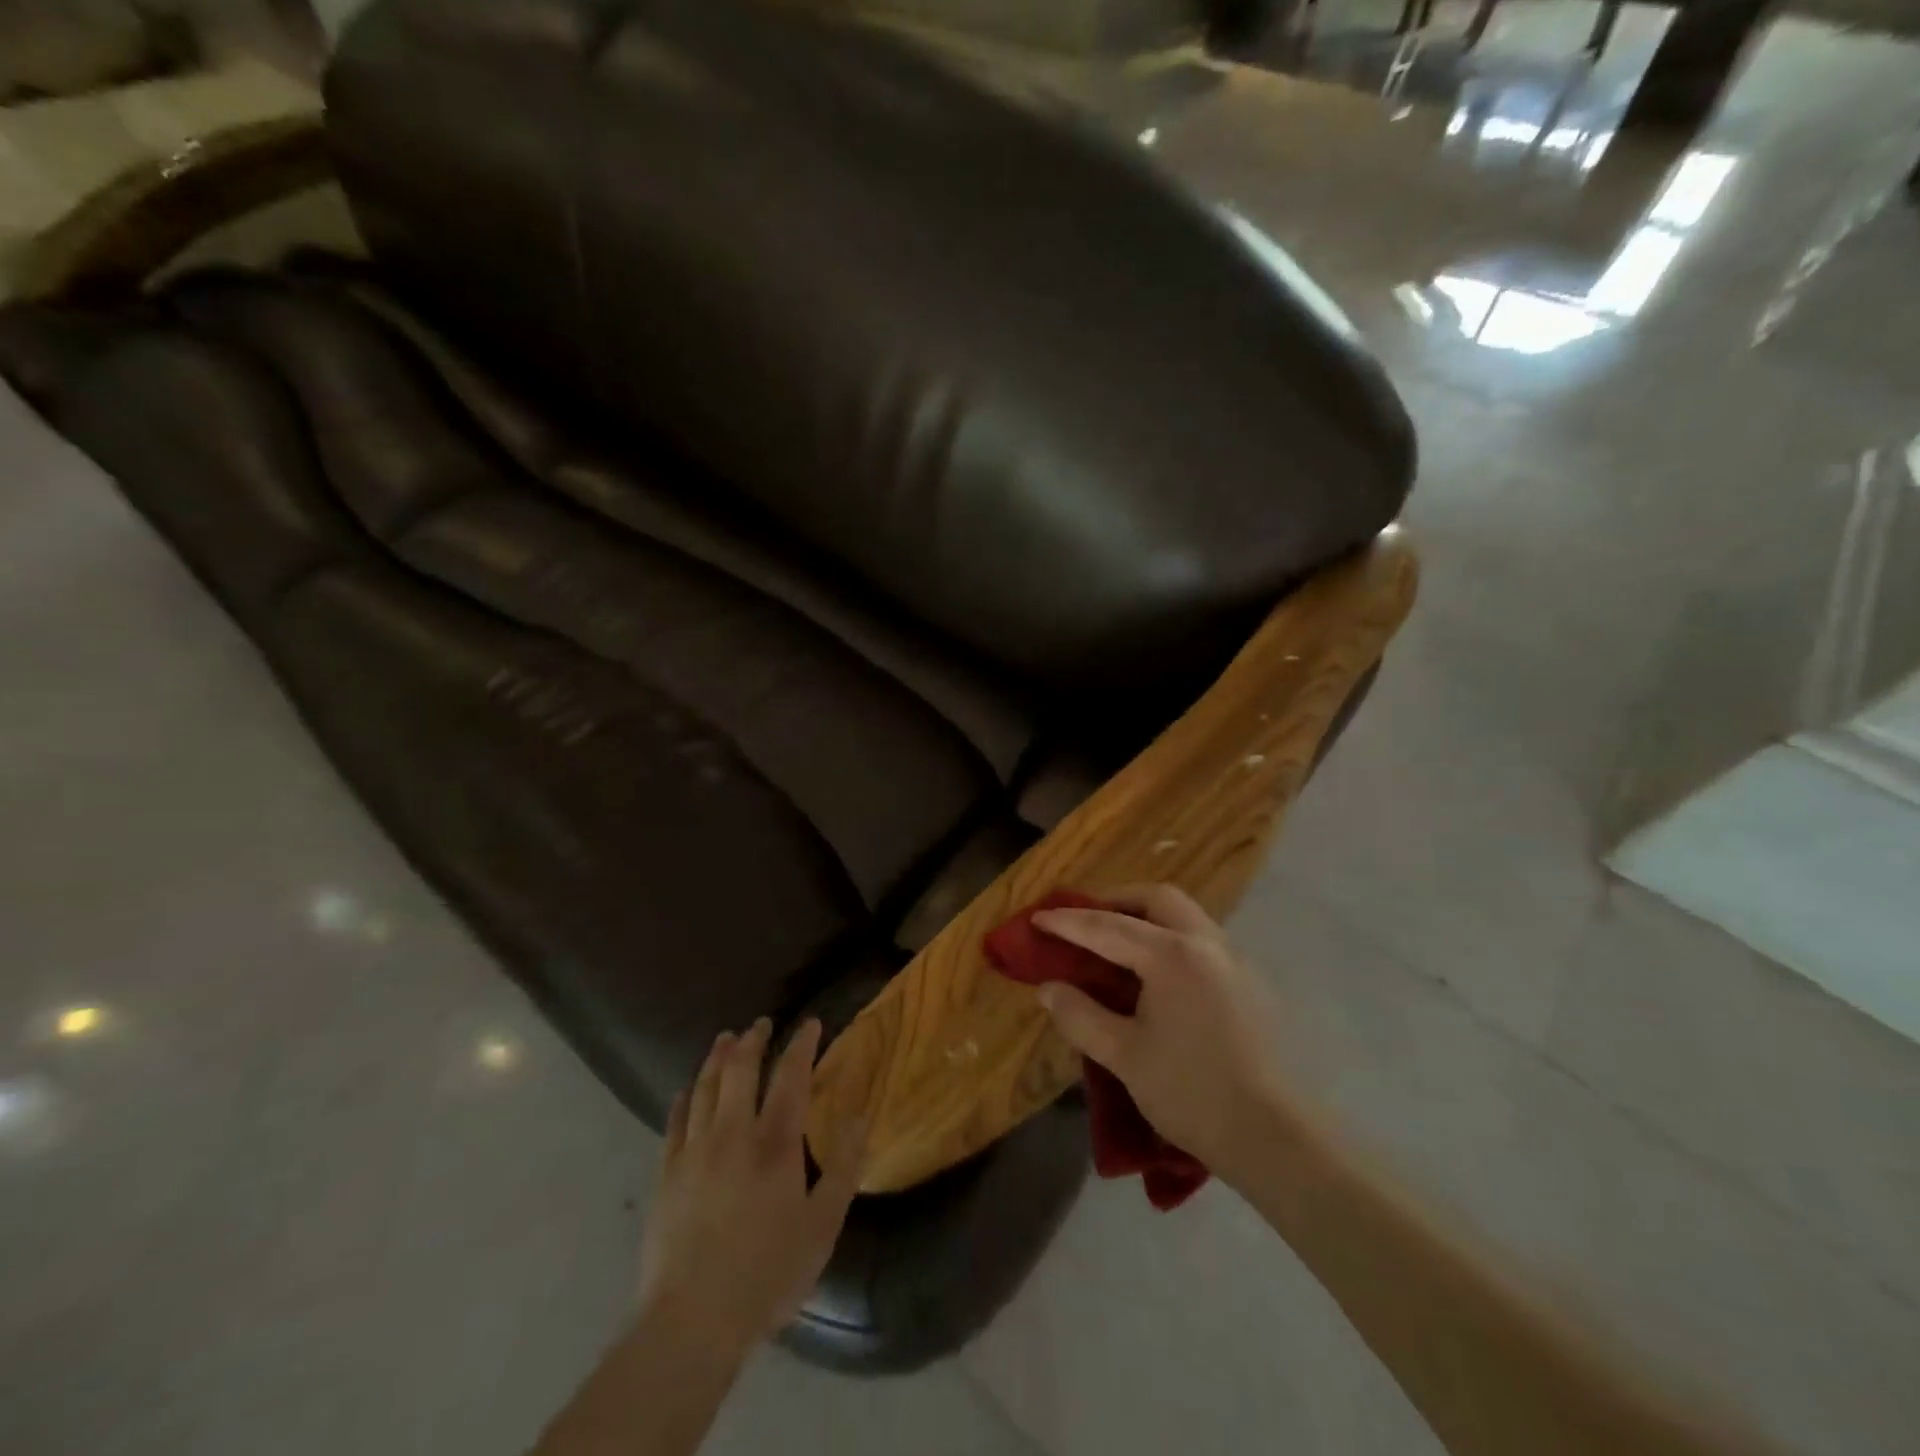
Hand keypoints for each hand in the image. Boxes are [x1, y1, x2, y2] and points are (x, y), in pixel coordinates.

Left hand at [637, 1018, 863, 1362]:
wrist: (692, 1321)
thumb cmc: (767, 1273)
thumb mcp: (822, 1226)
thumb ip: (844, 1169)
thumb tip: (861, 1118)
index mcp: (775, 1144)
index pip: (791, 1077)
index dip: (802, 1045)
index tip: (810, 1023)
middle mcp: (733, 1134)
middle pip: (739, 1071)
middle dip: (752, 1041)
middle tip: (760, 1023)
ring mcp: (694, 1152)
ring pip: (704, 1088)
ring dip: (716, 1058)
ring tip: (724, 1039)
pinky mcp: (666, 1176)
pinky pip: (674, 1123)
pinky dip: (682, 1100)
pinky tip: (685, 1091)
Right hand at [1032, 885, 1291, 1184]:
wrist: (1278, 1140)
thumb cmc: (1193, 1093)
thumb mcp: (1125, 1056)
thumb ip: (1081, 1016)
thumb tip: (1048, 989)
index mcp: (1173, 955)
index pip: (1108, 927)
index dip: (1068, 922)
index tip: (1037, 918)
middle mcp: (1208, 943)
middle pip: (1157, 899)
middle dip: (1116, 900)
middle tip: (1085, 919)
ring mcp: (1236, 961)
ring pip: (1186, 915)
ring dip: (1147, 916)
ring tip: (1118, 942)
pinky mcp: (1253, 984)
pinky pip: (1203, 940)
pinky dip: (1171, 938)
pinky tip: (1159, 974)